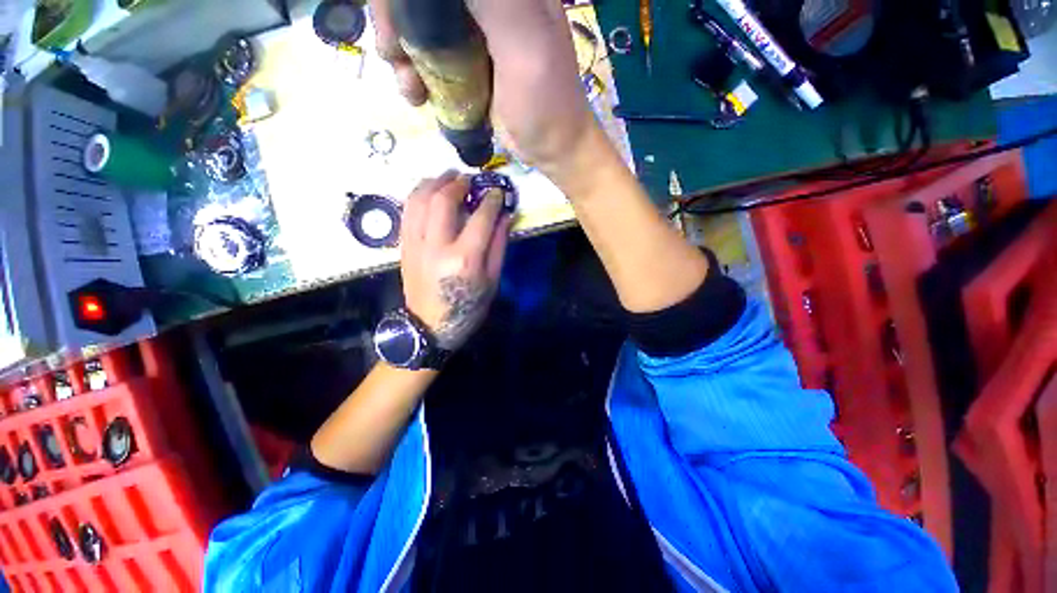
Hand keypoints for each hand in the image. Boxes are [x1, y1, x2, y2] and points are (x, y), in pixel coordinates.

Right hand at [368, 0, 602, 182]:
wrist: (554, 150)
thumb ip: (494, 2)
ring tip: (411, 88)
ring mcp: (480, 27)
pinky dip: (417, 70)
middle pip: (426, 0)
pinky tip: (419, 94)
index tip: (396, 24)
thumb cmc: (546, 108)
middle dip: (399, 21)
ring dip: (404, 51)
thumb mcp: (526, 49)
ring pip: (423, 22)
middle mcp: (493, 2)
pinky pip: (432, 50)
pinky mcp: (473, 57)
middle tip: (393, 57)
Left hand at [400, 172, 512, 350]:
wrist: (430, 326)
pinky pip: (407, 211)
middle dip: (458, 183)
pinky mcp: (404, 246)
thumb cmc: (468, 307)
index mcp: (464, 259)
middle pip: (443, 200)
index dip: (491, 201)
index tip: (497, 192)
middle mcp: (436, 246)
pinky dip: (418, 195)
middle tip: (469, 179)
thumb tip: (504, 216)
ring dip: (434, 182)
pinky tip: (428, 192)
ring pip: (419, 200)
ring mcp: (415, 244)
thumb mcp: (492, 280)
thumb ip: (498, 245)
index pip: (480, 218)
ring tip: (447, 177)